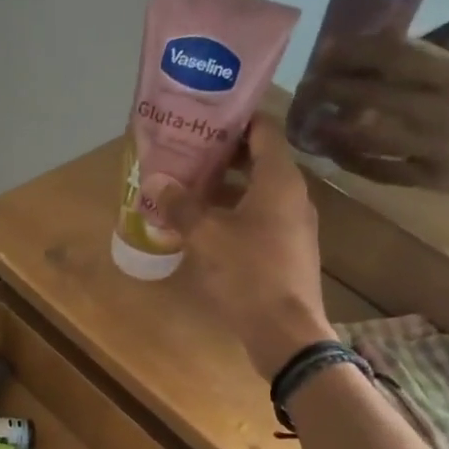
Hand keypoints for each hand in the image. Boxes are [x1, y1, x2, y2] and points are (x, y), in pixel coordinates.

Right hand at [158, 116, 335, 379]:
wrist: (285, 331)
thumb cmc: (248, 273)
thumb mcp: (206, 236)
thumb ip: (180, 205)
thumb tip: (155, 181)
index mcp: (279, 180)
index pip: (263, 130)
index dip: (235, 119)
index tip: (203, 117)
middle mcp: (292, 195)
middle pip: (259, 160)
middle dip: (222, 155)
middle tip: (185, 152)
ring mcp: (292, 224)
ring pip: (257, 191)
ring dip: (225, 186)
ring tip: (187, 186)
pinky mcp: (286, 250)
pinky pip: (259, 218)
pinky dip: (233, 212)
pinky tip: (203, 225)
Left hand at [310, 36, 448, 197]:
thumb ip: (430, 69)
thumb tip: (377, 53)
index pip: (397, 59)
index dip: (357, 54)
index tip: (327, 50)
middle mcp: (445, 111)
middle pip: (376, 97)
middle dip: (336, 90)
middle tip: (308, 85)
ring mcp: (436, 149)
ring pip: (372, 137)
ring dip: (335, 128)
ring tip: (310, 120)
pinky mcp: (431, 181)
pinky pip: (381, 171)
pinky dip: (353, 161)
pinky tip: (331, 152)